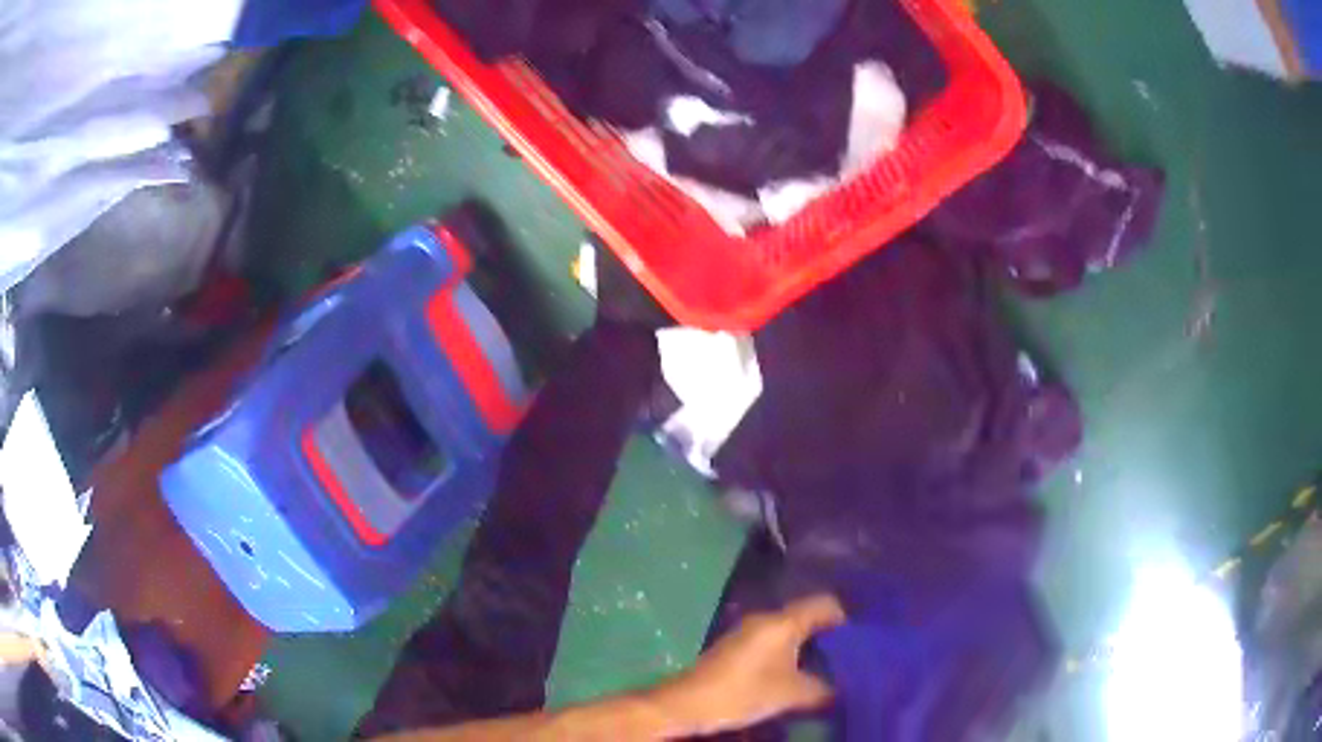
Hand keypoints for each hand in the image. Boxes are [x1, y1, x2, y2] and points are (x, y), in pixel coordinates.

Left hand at [647, 594, 846, 735]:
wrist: (689, 703)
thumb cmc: (744, 692)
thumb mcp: (792, 694)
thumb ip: (824, 689)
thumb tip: (844, 690)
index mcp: (783, 622)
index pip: (825, 604)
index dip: (847, 619)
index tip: (862, 640)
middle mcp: (766, 619)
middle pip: (808, 616)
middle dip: (830, 636)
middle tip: (851, 657)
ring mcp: (749, 632)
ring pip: (791, 631)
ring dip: (810, 647)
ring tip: (829, 669)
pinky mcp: (738, 647)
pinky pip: (775, 642)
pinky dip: (791, 654)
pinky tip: (799, 675)